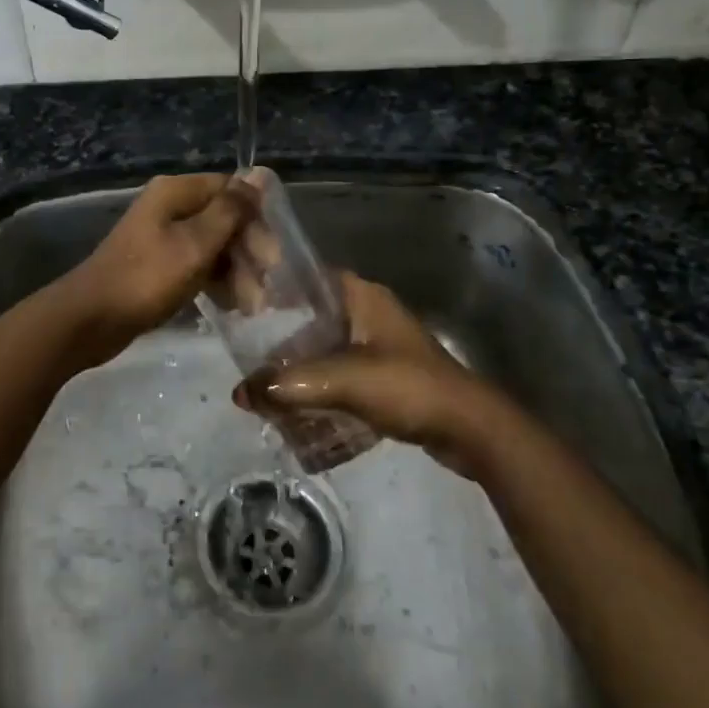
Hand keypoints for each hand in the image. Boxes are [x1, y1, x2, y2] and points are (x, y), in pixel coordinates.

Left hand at [52, 173, 255, 368]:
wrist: (90, 319)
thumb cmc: (147, 278)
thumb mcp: (195, 244)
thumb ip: (230, 210)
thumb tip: (258, 173)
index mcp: (176, 192)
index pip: (230, 191)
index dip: (255, 220)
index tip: (271, 257)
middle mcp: (169, 208)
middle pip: (223, 220)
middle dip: (247, 253)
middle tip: (263, 291)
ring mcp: (162, 237)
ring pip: (212, 246)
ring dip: (235, 273)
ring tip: (250, 307)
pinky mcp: (157, 265)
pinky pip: (196, 266)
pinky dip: (215, 282)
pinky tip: (229, 306)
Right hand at [236, 273, 506, 470]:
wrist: (469, 429)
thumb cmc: (406, 387)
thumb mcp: (342, 382)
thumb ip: (288, 386)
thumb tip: (239, 393)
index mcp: (361, 296)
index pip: (308, 279)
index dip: (276, 290)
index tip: (244, 309)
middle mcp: (369, 313)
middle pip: (313, 319)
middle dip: (283, 342)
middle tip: (251, 361)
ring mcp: (381, 345)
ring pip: (327, 349)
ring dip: (302, 369)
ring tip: (270, 390)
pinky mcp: (388, 376)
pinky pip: (343, 375)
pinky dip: (323, 389)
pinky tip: (302, 411)